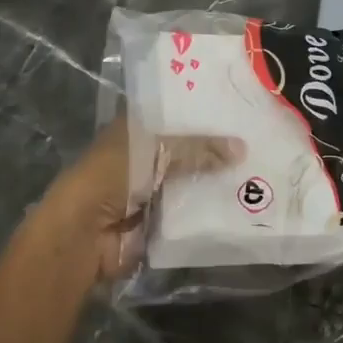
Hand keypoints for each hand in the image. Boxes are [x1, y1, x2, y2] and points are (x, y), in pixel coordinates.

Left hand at [39, 117, 243, 282]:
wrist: (83, 235)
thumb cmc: (111, 177)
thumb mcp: (154, 151)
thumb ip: (196, 149)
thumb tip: (242, 148)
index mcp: (135, 130)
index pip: (173, 114)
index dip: (201, 112)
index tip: (237, 107)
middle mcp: (144, 157)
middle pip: (186, 150)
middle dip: (215, 149)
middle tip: (258, 140)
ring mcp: (152, 191)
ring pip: (191, 181)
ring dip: (217, 181)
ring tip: (259, 170)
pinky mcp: (160, 221)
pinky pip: (191, 211)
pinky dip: (211, 210)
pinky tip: (245, 203)